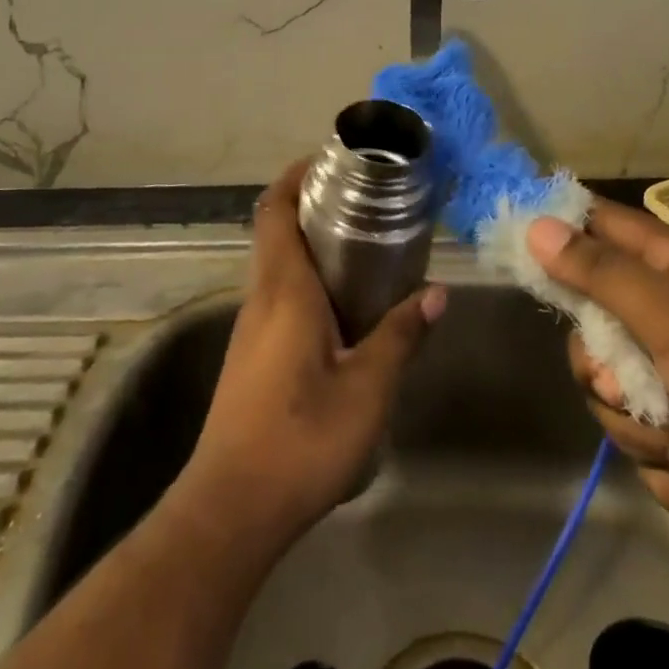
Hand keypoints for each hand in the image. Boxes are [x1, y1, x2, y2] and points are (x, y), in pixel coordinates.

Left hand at [186, 158, 446, 545]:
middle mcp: (261, 296)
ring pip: (276, 263)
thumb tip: (437, 292)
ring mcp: (250, 328)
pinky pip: (277, 294)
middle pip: (276, 229)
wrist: (231, 509)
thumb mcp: (367, 389)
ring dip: (309, 242)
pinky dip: (305, 278)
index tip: (330, 160)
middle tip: (362, 197)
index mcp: (284, 288)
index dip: (296, 176)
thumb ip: (401, 336)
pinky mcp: (251, 355)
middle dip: (311, 203)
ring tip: (362, 243)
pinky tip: (342, 305)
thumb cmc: (300, 438)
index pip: (275, 209)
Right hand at [529, 200, 668, 571]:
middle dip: (609, 380)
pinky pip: (654, 446)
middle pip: (595, 331)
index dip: (556, 233)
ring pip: (620, 399)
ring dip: (651, 437)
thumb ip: (600, 273)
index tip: (519, 256)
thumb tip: (536, 224)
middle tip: (631, 396)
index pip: (596, 224)